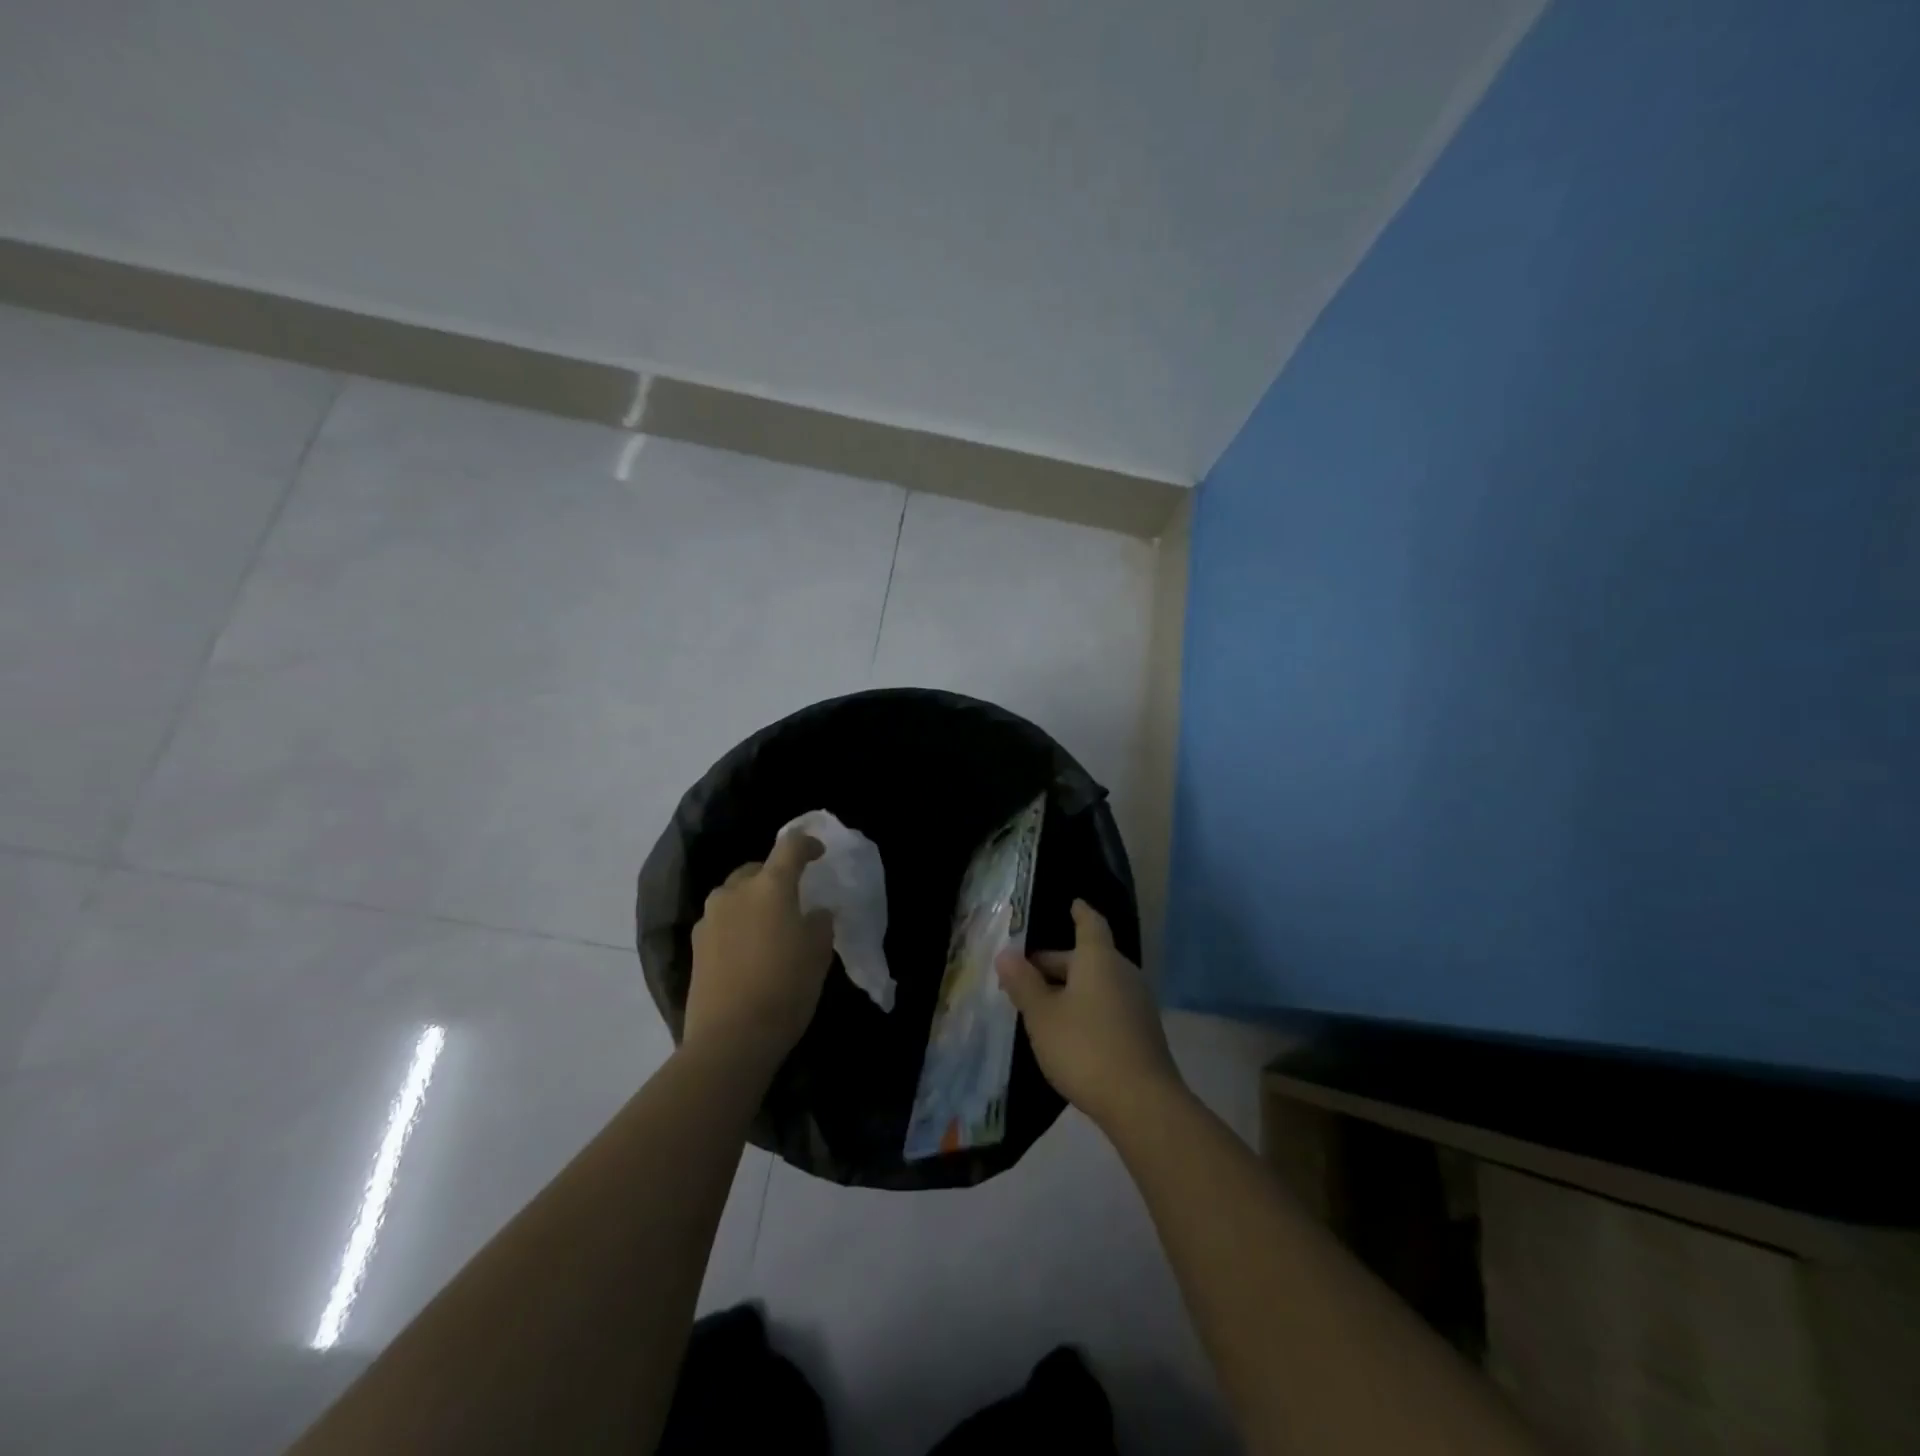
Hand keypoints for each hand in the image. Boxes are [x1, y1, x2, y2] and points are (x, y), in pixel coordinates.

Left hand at [686, 833, 833, 1065]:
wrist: (731, 1037)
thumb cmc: (785, 987)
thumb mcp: (818, 953)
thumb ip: (819, 923)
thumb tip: (815, 913)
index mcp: (770, 886)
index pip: (789, 847)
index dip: (806, 844)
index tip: (818, 852)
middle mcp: (735, 892)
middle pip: (757, 869)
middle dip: (775, 875)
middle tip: (793, 897)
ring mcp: (710, 918)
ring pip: (735, 894)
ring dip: (753, 900)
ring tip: (769, 925)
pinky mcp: (696, 945)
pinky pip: (722, 920)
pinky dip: (737, 924)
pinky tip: (749, 949)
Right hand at [996, 899, 1183, 1131]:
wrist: (1142, 1102)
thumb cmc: (1084, 1047)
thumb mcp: (1042, 1015)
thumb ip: (1023, 983)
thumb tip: (1006, 954)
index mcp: (1099, 959)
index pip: (1090, 923)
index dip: (1080, 913)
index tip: (1073, 903)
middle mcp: (1123, 972)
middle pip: (1089, 957)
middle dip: (1058, 963)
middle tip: (1027, 974)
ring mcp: (1138, 1003)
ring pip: (1099, 983)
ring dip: (1072, 987)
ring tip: (1043, 1003)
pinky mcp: (1143, 1031)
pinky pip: (1110, 1005)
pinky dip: (1088, 1007)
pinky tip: (1070, 1030)